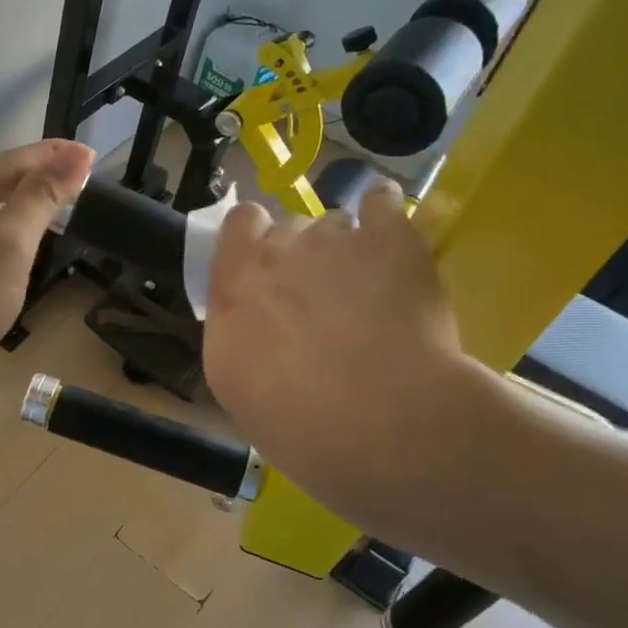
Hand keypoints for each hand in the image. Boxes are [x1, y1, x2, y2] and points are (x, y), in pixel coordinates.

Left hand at [0, 140, 95, 407]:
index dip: (54, 160)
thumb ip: (40, 198)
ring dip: (10, 215)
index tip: (92, 154)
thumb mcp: (7, 249)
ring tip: (52, 214)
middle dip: (30, 187)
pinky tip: (8, 249)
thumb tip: (75, 156)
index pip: (7, 162)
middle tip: (78, 187)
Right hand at [203, 181, 488, 525]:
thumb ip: (237, 333)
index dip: (252, 240)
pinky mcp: (392, 239)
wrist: (383, 425)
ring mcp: (336, 239)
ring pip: (336, 224)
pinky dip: (385, 214)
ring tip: (368, 290)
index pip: (238, 225)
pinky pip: (383, 202)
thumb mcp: (235, 385)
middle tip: (320, 298)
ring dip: (345, 248)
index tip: (264, 268)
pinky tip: (392, 236)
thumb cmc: (297, 422)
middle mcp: (279, 250)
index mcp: (234, 284)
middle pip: (288, 227)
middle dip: (300, 254)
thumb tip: (251, 322)